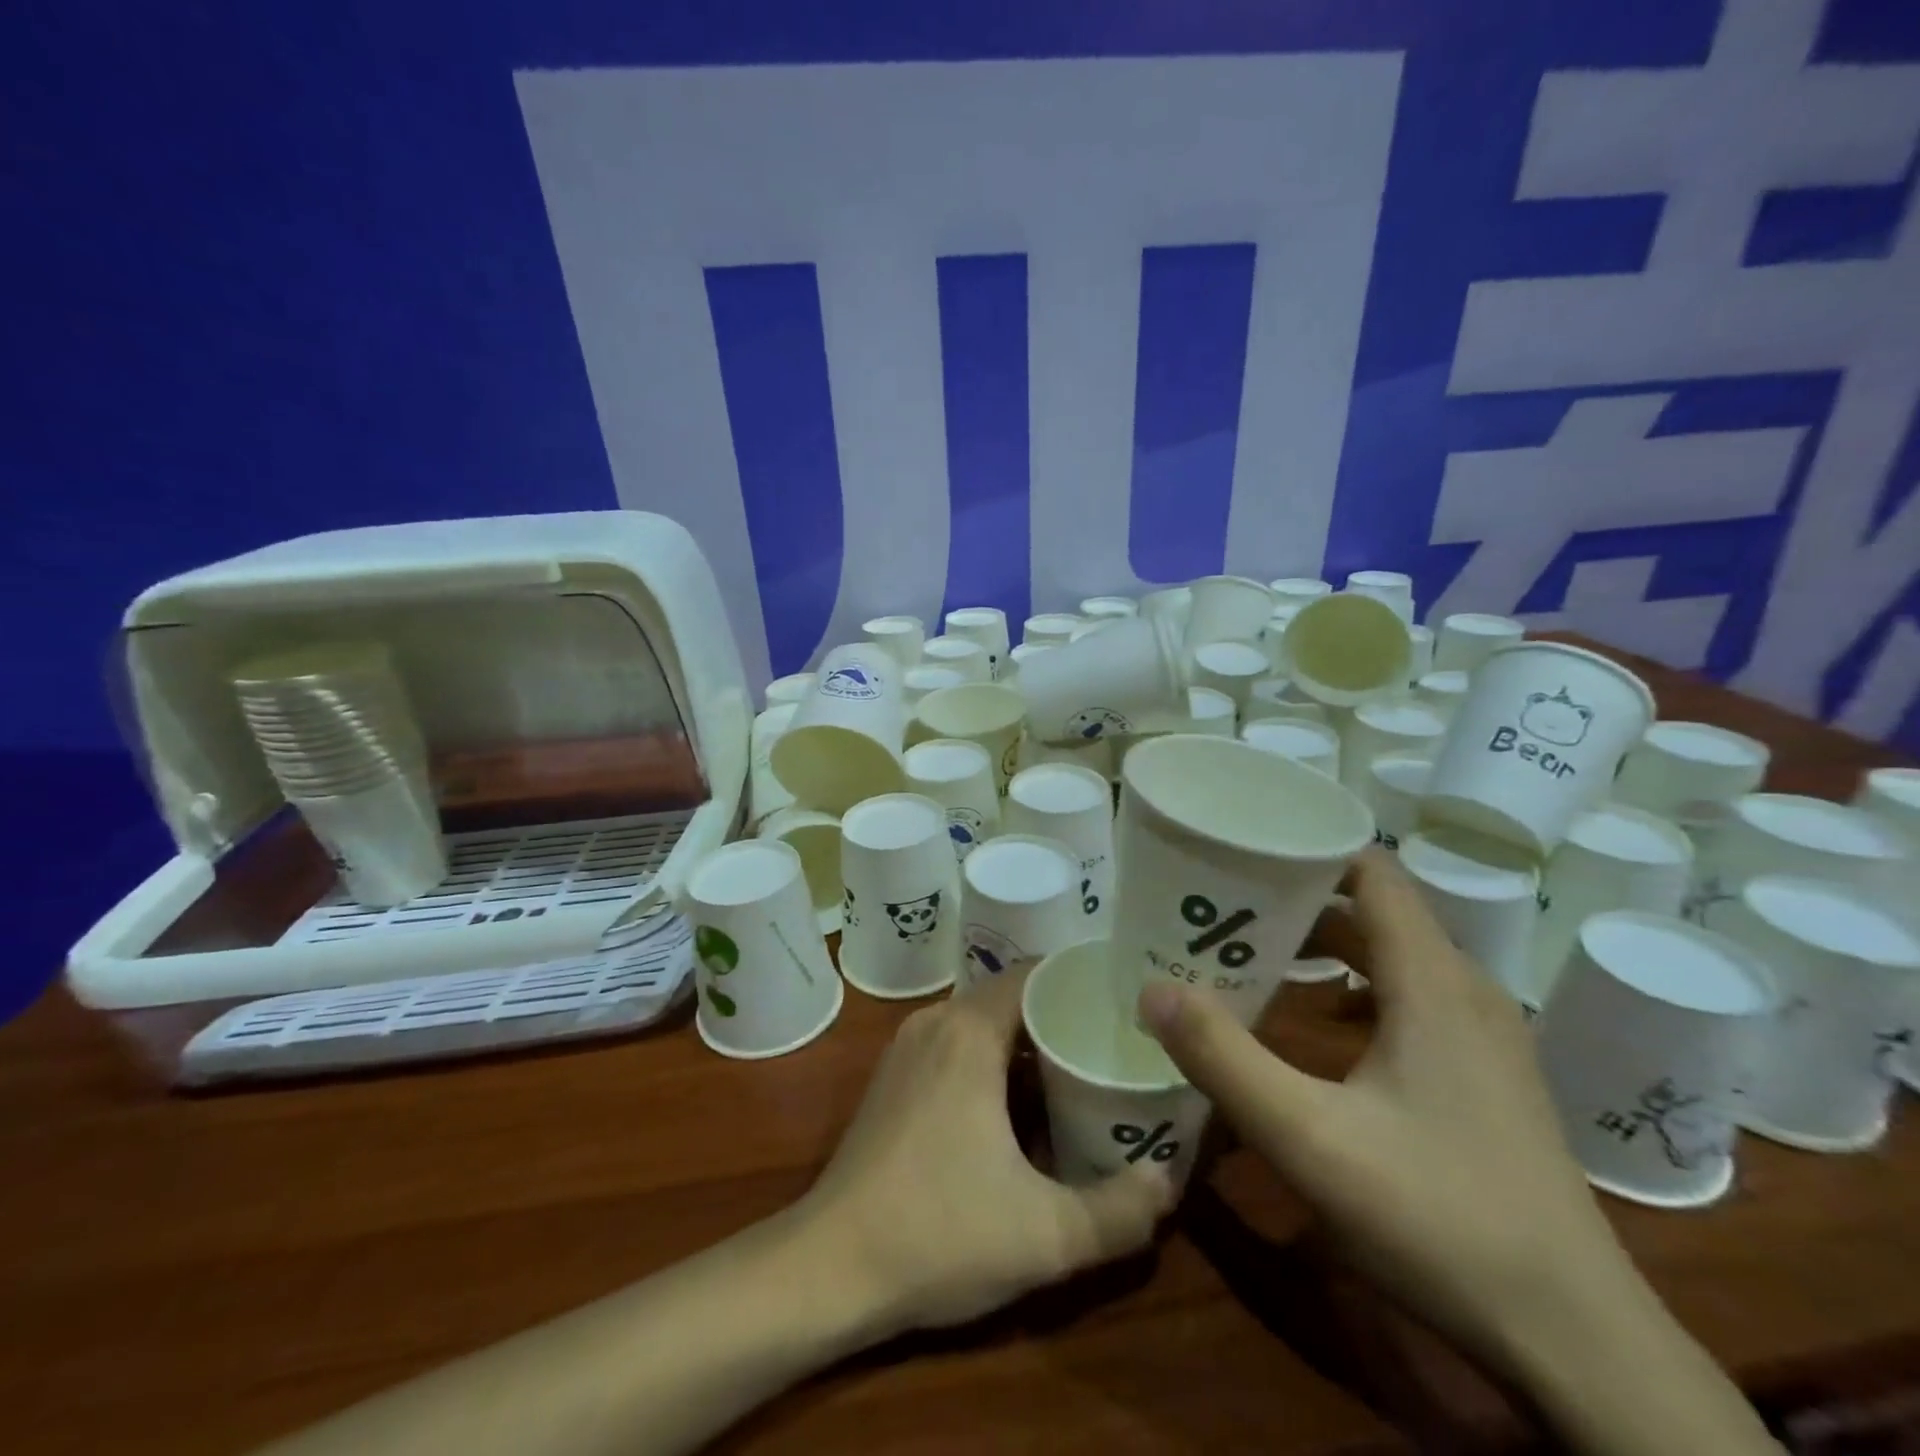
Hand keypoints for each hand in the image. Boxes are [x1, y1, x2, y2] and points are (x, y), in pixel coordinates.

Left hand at [797, 968, 1174, 1336]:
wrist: (828, 1266)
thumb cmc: (938, 1232)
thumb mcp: (1046, 1234)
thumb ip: (1121, 1210)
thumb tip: (1170, 1182)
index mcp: (969, 1031)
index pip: (1036, 973)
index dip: (1083, 982)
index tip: (1129, 1004)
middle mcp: (936, 1021)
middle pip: (1013, 995)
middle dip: (1064, 1014)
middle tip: (1117, 1040)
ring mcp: (908, 1047)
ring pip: (984, 1021)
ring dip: (1029, 1039)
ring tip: (1083, 1065)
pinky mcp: (894, 1077)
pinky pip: (958, 1043)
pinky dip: (996, 1056)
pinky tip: (1024, 1100)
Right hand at [1138, 848, 1633, 1367]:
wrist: (1577, 1341)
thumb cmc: (1441, 1219)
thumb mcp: (1310, 1139)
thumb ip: (1223, 1058)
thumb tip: (1152, 987)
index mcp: (1433, 982)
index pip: (1372, 870)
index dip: (1308, 849)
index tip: (1240, 854)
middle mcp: (1463, 990)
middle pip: (1372, 909)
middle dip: (1296, 899)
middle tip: (1222, 908)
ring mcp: (1481, 1034)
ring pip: (1391, 954)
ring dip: (1322, 946)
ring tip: (1252, 955)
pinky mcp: (1483, 1073)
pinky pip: (1407, 995)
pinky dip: (1353, 986)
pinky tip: (1313, 1022)